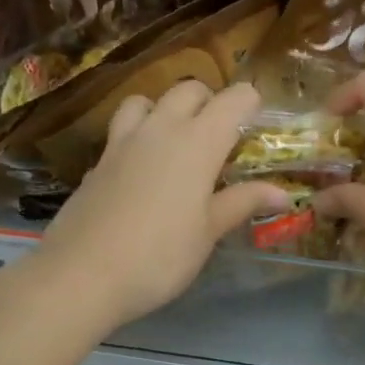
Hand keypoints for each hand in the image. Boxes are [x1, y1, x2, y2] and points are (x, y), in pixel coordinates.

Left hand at [31, 80, 288, 330]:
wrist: (82, 275)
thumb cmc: (159, 257)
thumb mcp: (208, 232)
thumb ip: (243, 203)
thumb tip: (283, 192)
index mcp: (198, 142)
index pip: (234, 98)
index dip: (251, 104)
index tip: (258, 128)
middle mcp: (160, 128)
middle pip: (189, 90)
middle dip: (211, 103)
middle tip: (221, 139)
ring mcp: (122, 142)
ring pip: (147, 100)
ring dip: (166, 109)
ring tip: (176, 143)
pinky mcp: (98, 161)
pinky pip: (122, 130)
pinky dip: (138, 136)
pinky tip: (142, 172)